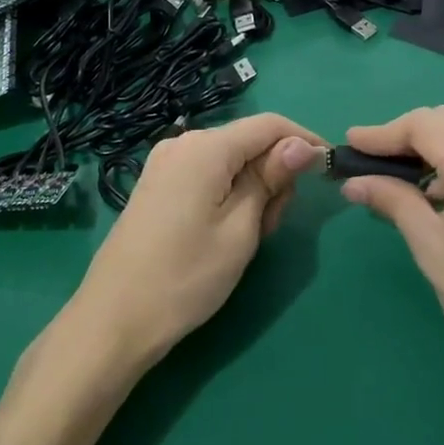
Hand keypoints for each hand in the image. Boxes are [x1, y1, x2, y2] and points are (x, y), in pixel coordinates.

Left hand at [63, 113, 319, 373]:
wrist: (115, 319)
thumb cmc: (187, 276)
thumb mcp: (241, 229)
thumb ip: (271, 179)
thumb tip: (302, 144)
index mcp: (205, 147)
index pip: (269, 124)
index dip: (304, 141)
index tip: (328, 172)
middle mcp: (182, 144)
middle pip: (248, 143)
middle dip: (273, 175)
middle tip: (271, 227)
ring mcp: (164, 165)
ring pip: (229, 163)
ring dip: (251, 191)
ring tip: (246, 240)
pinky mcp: (156, 186)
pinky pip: (207, 176)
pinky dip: (227, 196)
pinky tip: (223, 233)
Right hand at [340, 107, 443, 432]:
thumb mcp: (432, 250)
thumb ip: (394, 202)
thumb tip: (354, 182)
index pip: (423, 125)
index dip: (382, 132)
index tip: (350, 145)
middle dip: (406, 137)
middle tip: (370, 162)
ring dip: (433, 149)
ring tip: (399, 181)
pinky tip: (439, 193)